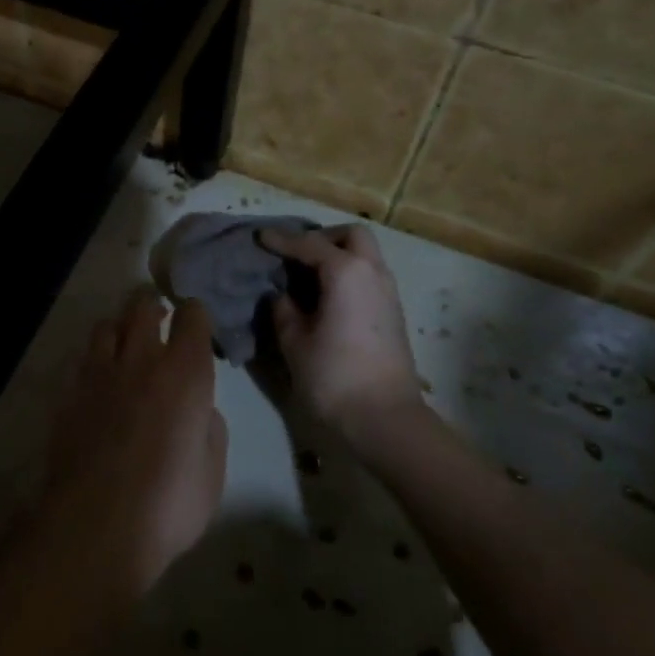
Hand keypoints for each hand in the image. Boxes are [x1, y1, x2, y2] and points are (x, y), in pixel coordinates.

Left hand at [37, 287, 227, 600]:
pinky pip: (83, 360)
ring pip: (106, 325)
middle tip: (160, 326)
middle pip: (143, 306)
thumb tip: (200, 409)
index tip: (197, 327)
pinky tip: (100, 384)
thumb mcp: (212, 472)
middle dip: (154, 308)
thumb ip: (209, 428)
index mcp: (185, 373)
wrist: (96, 527)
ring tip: (126, 349)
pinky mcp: (69, 394)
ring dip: (120, 329)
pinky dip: (95, 361)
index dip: (195, 315)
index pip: (192, 316)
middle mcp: (141, 360)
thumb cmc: (168, 505)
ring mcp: (99, 374)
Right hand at [258, 224, 422, 452]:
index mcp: (346, 272)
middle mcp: (373, 273)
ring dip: (338, 256)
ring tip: (307, 276)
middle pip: (352, 236)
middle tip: (295, 254)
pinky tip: (325, 297)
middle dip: (323, 238)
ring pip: (365, 255)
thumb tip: (282, 296)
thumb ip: (284, 310)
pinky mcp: (393, 314)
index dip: (282, 240)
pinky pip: (369, 277)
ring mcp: (388, 293)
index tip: (260, 237)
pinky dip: (348, 275)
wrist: (385, 419)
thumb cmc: (334, 376)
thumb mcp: (294, 341)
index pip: (309, 244)